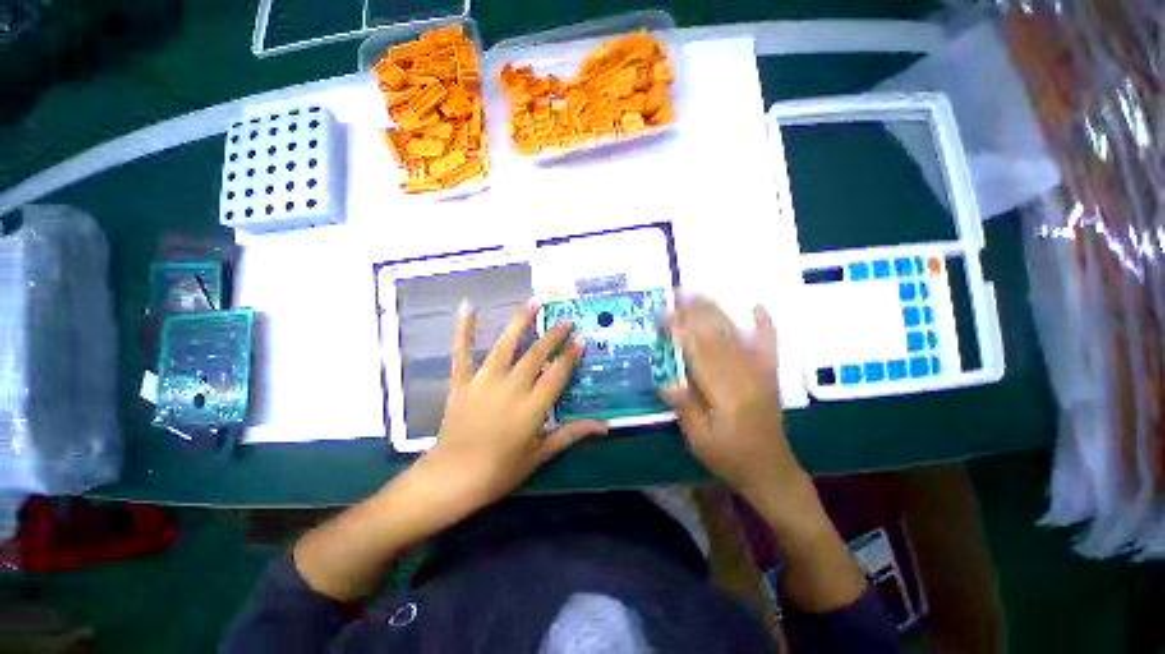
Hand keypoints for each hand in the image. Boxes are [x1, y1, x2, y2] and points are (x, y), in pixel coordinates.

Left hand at [417, 301, 607, 511]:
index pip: (557, 374)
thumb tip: (604, 426)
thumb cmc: (500, 471)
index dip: (570, 355)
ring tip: (533, 302)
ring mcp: (484, 381)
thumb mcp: (540, 454)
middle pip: (536, 355)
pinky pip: (462, 352)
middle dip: (553, 335)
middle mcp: (511, 387)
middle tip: (566, 320)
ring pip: (505, 345)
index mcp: (532, 407)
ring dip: (520, 322)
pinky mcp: (462, 382)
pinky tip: (467, 306)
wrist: (451, 479)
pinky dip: (463, 329)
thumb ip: (571, 434)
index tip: (581, 338)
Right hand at [664, 296, 867, 611]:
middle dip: (696, 312)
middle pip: (717, 337)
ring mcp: (760, 373)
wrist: (772, 472)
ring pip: (737, 335)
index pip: (699, 353)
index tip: (665, 314)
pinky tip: (758, 307)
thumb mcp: (701, 441)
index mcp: (725, 393)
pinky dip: (765, 325)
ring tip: (701, 292)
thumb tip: (666, 383)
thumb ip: (686, 410)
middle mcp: (744, 377)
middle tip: (678, 293)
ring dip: (718, 311)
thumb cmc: (731, 459)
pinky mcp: (769, 376)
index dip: (681, 330)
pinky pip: (769, 346)